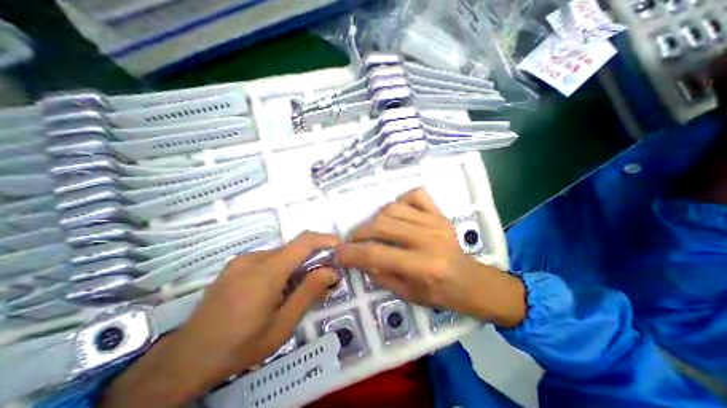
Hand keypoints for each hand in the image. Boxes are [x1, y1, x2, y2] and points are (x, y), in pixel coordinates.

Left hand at [99, 233, 340, 407]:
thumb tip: (331, 271)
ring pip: (280, 254)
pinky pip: (267, 258)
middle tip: (322, 276)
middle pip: (293, 248)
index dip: (324, 239)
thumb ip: (309, 292)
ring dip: (295, 264)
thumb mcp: (283, 324)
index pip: (303, 242)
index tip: (338, 245)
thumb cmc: (241, 345)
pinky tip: (274, 289)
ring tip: (295, 288)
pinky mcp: (235, 265)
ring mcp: (242, 260)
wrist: (186, 358)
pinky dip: (280, 267)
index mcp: (267, 271)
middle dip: (312, 257)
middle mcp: (254, 258)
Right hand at [337, 188, 525, 328]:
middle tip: (353, 241)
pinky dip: (400, 201)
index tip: (339, 253)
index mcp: (422, 266)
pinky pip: (415, 195)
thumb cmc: (439, 293)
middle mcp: (427, 239)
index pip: (376, 254)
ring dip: (376, 219)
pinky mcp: (439, 213)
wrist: (470, 281)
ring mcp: (435, 222)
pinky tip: (398, 214)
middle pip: (381, 225)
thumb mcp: (406, 294)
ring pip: (392, 208)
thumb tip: (358, 258)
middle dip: (359, 233)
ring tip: (373, 230)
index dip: (352, 253)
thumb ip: (379, 274)